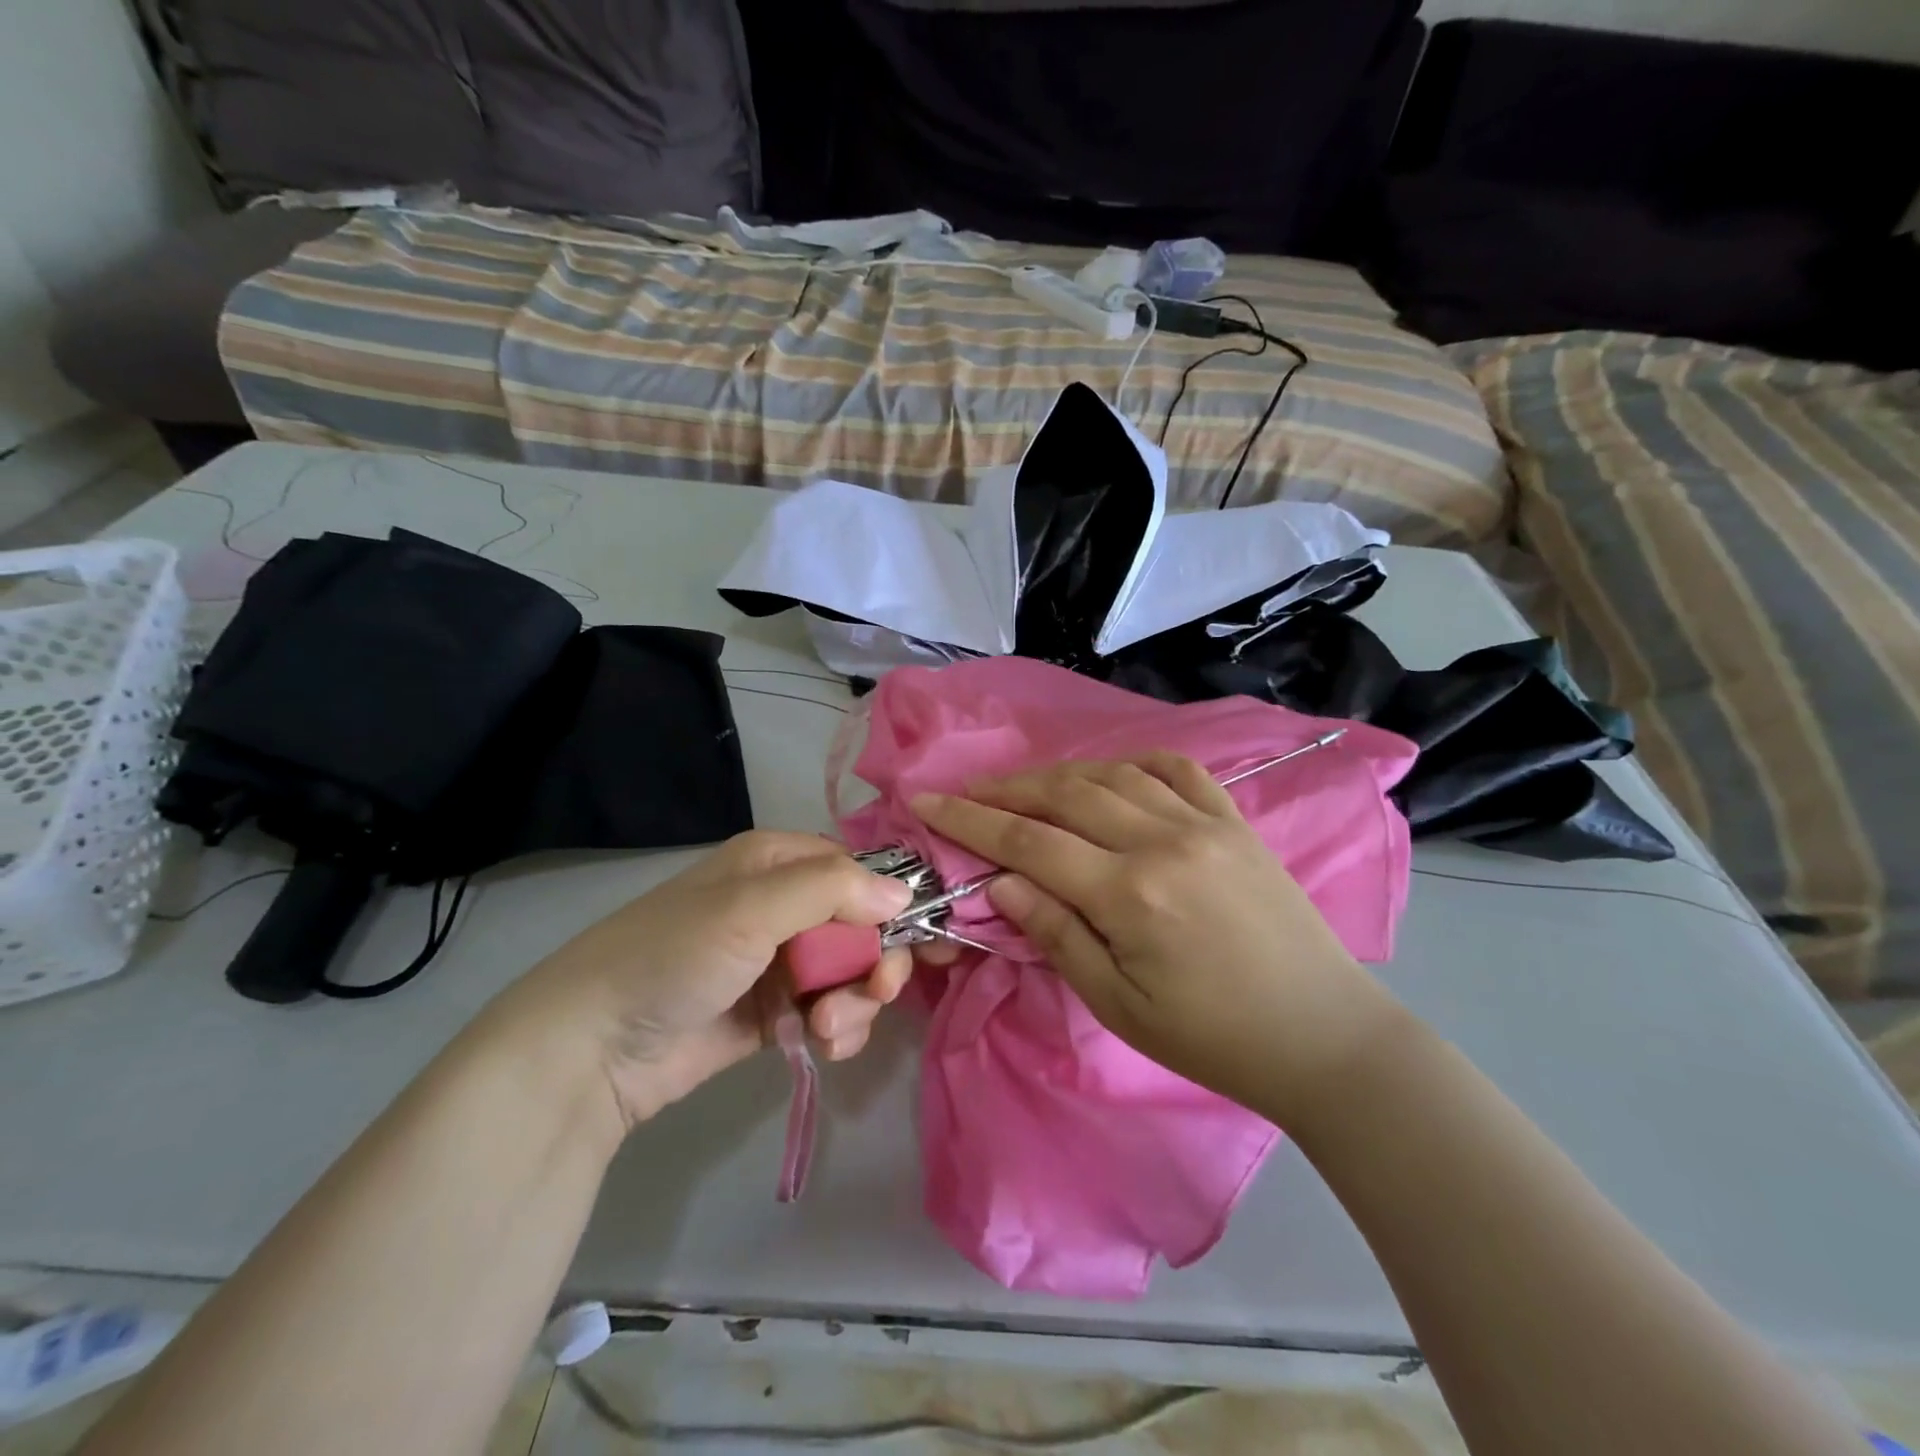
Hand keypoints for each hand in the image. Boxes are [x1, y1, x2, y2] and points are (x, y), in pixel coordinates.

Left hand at [508, 832, 914, 1129]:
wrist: (595, 1049)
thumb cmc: (675, 956)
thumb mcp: (751, 909)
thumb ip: (832, 891)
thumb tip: (905, 894)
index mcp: (778, 862)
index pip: (859, 872)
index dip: (894, 904)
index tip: (923, 939)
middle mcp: (784, 905)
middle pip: (863, 927)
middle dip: (875, 962)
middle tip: (874, 991)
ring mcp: (781, 962)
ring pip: (852, 974)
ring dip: (855, 1003)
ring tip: (826, 1029)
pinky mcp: (776, 1013)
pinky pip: (831, 1012)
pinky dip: (837, 1030)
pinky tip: (820, 1046)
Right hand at [912, 755, 1394, 1126]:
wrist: (1322, 1035)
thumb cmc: (1212, 1038)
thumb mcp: (1119, 1006)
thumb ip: (1056, 935)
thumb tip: (1001, 884)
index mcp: (1130, 893)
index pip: (1029, 842)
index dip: (970, 820)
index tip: (926, 801)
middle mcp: (1162, 840)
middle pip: (1064, 796)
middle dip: (1006, 789)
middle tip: (966, 791)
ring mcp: (1204, 822)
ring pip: (1112, 775)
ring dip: (1058, 775)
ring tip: (1024, 786)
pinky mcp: (1235, 821)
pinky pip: (1176, 770)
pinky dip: (1132, 763)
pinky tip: (1110, 773)